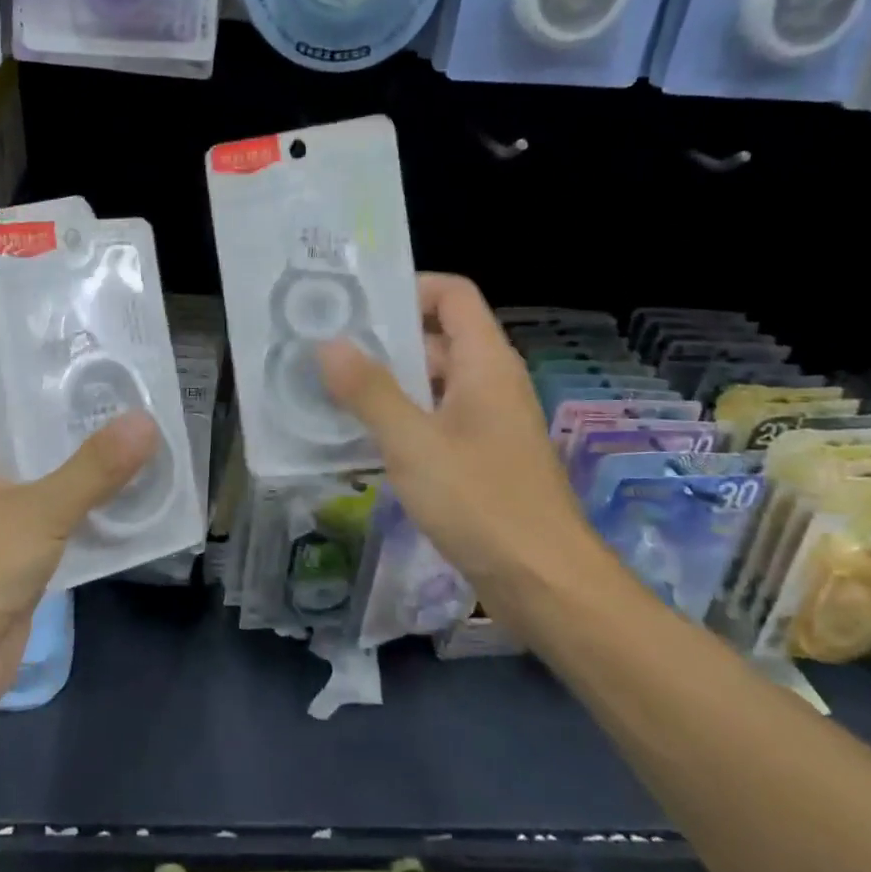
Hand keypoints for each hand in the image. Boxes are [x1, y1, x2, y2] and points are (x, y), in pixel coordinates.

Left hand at [0, 362, 157, 723]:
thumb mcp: (33, 513)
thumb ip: (91, 470)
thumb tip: (146, 421)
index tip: (36, 327)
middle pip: (4, 419)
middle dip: (48, 396)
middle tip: (102, 366)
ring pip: (32, 467)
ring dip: (70, 449)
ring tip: (123, 413)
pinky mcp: (10, 555)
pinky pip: (51, 514)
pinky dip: (81, 501)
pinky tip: (124, 485)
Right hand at [319, 274, 606, 592]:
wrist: (545, 584)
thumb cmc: (481, 503)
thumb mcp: (414, 443)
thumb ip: (369, 391)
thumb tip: (328, 344)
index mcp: (485, 363)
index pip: (452, 294)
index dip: (409, 286)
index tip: (356, 304)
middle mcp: (490, 382)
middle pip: (436, 336)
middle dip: (383, 339)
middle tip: (325, 347)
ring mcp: (487, 421)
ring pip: (432, 382)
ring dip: (386, 382)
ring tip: (329, 388)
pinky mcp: (481, 457)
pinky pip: (435, 419)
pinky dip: (400, 418)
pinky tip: (360, 435)